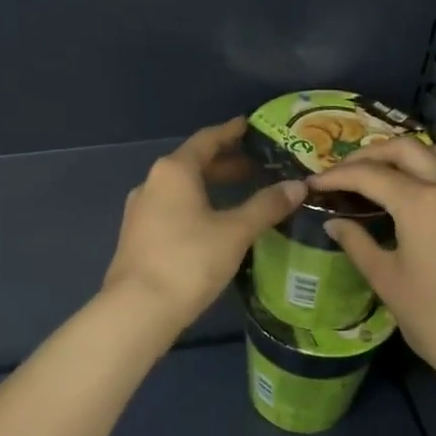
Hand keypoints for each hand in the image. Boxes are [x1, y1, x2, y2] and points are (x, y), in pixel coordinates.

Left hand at [102, 120, 305, 327]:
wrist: (137, 309)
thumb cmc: (189, 261)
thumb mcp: (235, 232)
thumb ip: (266, 206)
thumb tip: (297, 186)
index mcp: (174, 170)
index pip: (207, 139)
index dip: (232, 132)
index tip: (251, 126)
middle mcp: (153, 182)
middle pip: (193, 163)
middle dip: (225, 163)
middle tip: (257, 167)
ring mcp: (141, 209)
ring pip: (182, 188)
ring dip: (211, 187)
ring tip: (241, 195)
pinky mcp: (138, 235)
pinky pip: (172, 208)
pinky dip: (196, 205)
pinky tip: (214, 224)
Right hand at [309, 137, 435, 380]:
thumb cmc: (434, 317)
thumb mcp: (386, 279)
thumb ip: (357, 243)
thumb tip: (334, 223)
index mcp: (420, 201)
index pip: (369, 174)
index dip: (336, 176)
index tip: (314, 184)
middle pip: (404, 149)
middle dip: (369, 155)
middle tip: (344, 173)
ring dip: (404, 155)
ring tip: (380, 175)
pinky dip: (429, 169)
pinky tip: (415, 195)